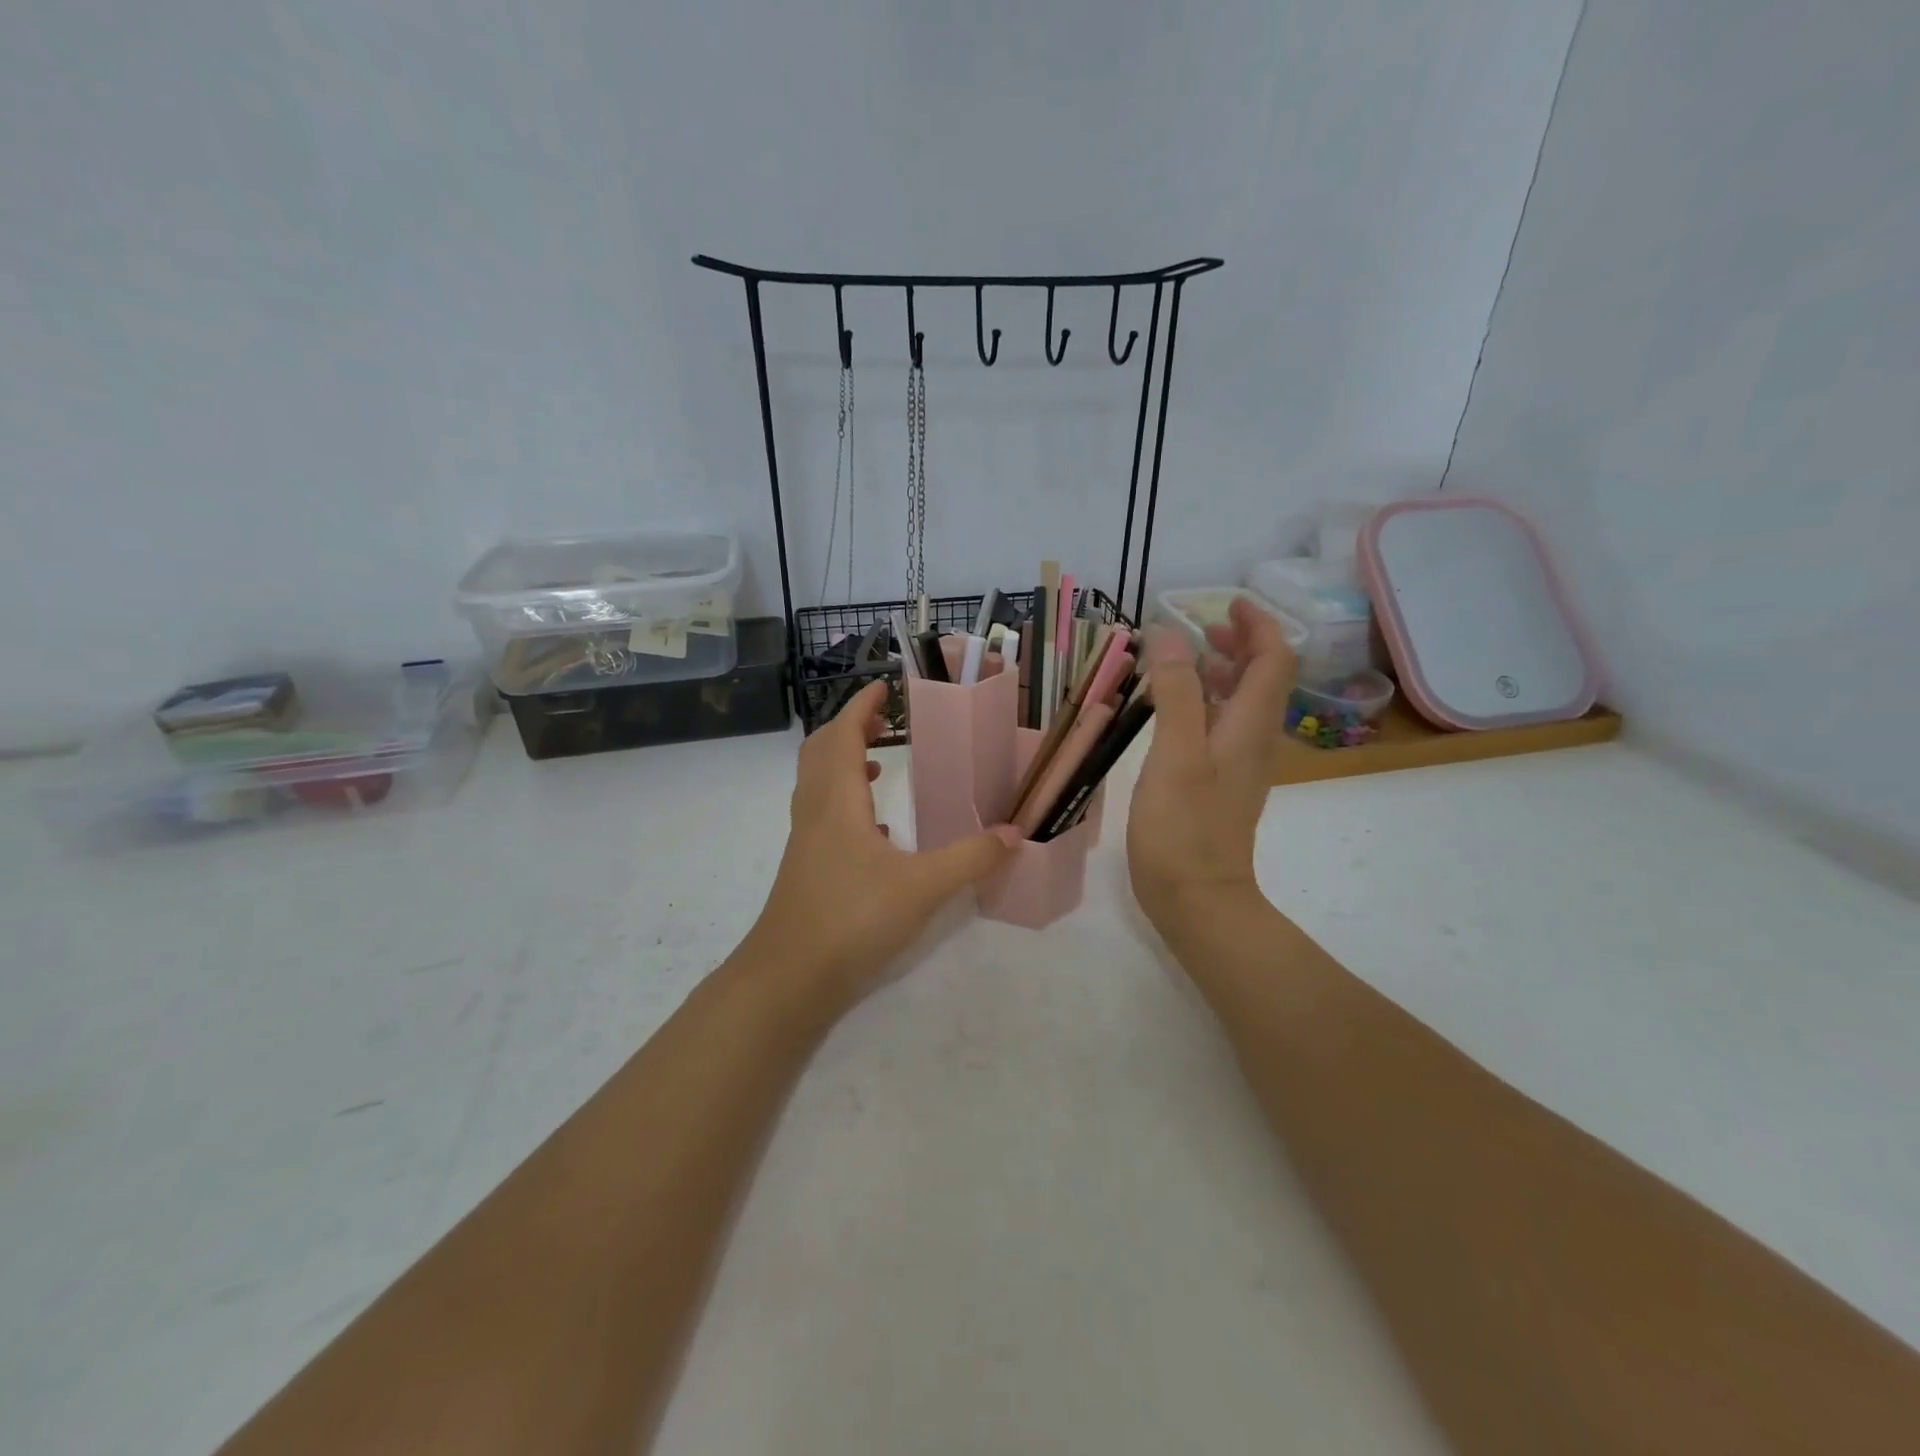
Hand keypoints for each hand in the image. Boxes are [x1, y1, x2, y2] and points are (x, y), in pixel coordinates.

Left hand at [741, 681, 1019, 1009]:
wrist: (789, 978)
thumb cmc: (852, 920)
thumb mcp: (922, 888)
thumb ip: (971, 858)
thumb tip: (1015, 832)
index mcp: (838, 801)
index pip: (844, 735)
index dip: (861, 706)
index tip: (883, 686)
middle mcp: (816, 812)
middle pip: (822, 750)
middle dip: (850, 726)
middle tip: (884, 718)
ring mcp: (806, 841)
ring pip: (818, 782)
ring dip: (845, 761)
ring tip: (882, 761)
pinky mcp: (807, 867)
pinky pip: (823, 814)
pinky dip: (846, 801)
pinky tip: (877, 829)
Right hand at [1127, 597, 1294, 935]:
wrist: (1199, 901)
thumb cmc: (1184, 828)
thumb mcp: (1175, 754)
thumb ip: (1176, 692)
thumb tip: (1171, 634)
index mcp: (1249, 726)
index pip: (1274, 660)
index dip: (1257, 626)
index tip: (1227, 603)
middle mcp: (1253, 741)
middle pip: (1263, 679)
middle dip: (1240, 645)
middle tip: (1202, 627)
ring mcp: (1238, 766)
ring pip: (1242, 704)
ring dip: (1222, 673)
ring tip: (1183, 661)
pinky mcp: (1220, 785)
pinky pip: (1222, 728)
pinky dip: (1205, 704)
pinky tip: (1173, 712)